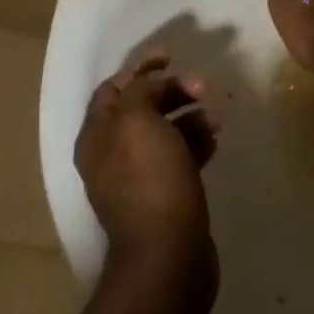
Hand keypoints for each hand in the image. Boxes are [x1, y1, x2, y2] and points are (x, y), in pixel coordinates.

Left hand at [75, 54, 219, 280]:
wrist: (168, 257)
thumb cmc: (149, 180)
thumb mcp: (137, 120)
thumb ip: (140, 91)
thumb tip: (152, 85)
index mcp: (97, 136)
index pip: (113, 88)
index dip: (140, 68)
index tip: (172, 56)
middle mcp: (112, 155)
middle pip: (142, 107)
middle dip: (172, 91)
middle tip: (203, 86)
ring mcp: (138, 179)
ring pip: (164, 132)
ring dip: (190, 116)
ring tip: (215, 117)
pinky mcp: (165, 198)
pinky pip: (180, 158)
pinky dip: (196, 144)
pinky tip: (215, 141)